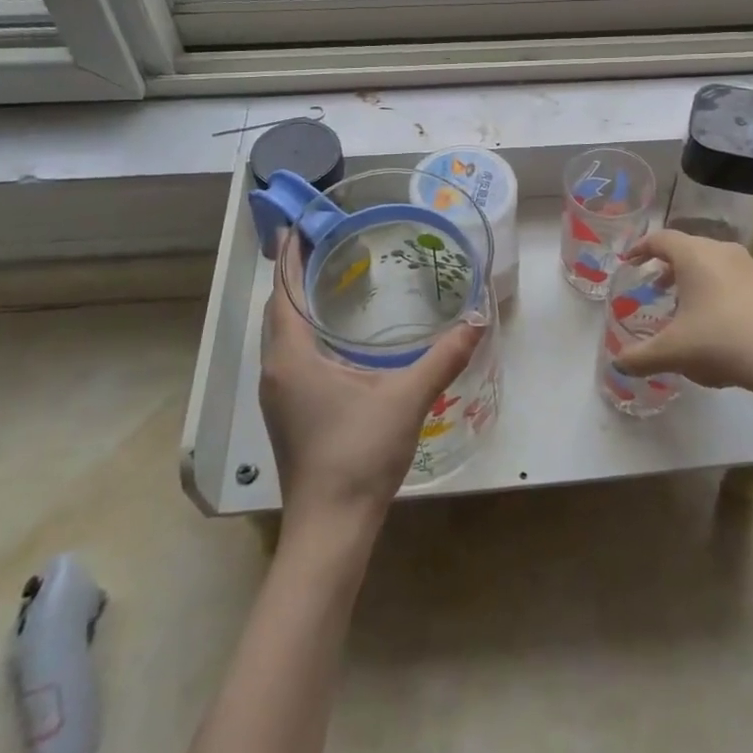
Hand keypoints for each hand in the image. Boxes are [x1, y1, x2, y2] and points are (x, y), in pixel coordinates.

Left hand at [260, 244, 485, 534]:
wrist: (330, 528)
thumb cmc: (359, 454)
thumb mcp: (407, 399)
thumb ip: (443, 357)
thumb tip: (477, 321)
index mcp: (292, 357)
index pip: (282, 291)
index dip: (287, 255)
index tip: (296, 223)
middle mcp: (276, 371)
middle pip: (278, 310)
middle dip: (293, 275)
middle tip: (323, 244)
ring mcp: (278, 396)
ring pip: (282, 336)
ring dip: (296, 304)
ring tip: (327, 280)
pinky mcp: (288, 414)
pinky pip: (290, 356)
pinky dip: (303, 332)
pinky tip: (333, 337)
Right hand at [614, 228, 752, 391]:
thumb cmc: (722, 341)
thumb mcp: (673, 352)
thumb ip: (639, 357)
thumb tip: (617, 364)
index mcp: (695, 255)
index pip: (660, 239)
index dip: (640, 248)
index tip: (628, 262)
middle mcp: (723, 251)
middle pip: (688, 249)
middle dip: (667, 267)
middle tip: (654, 289)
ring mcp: (751, 266)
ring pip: (714, 264)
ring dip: (695, 281)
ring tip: (685, 309)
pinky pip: (734, 280)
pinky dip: (718, 292)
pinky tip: (718, 325)